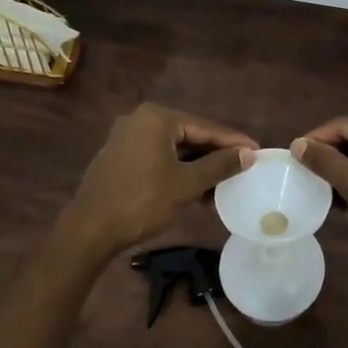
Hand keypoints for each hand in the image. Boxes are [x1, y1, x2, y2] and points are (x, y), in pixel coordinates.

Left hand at [63, 104, 257, 258]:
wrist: (90, 230)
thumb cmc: (142, 201)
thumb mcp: (187, 184)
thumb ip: (219, 165)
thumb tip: (248, 154)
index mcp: (156, 118)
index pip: (205, 127)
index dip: (233, 141)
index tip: (257, 151)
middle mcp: (140, 120)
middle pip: (190, 136)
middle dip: (216, 155)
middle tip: (243, 169)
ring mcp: (127, 138)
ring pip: (175, 149)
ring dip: (198, 167)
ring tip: (223, 186)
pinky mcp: (121, 158)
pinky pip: (159, 158)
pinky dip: (179, 171)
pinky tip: (197, 190)